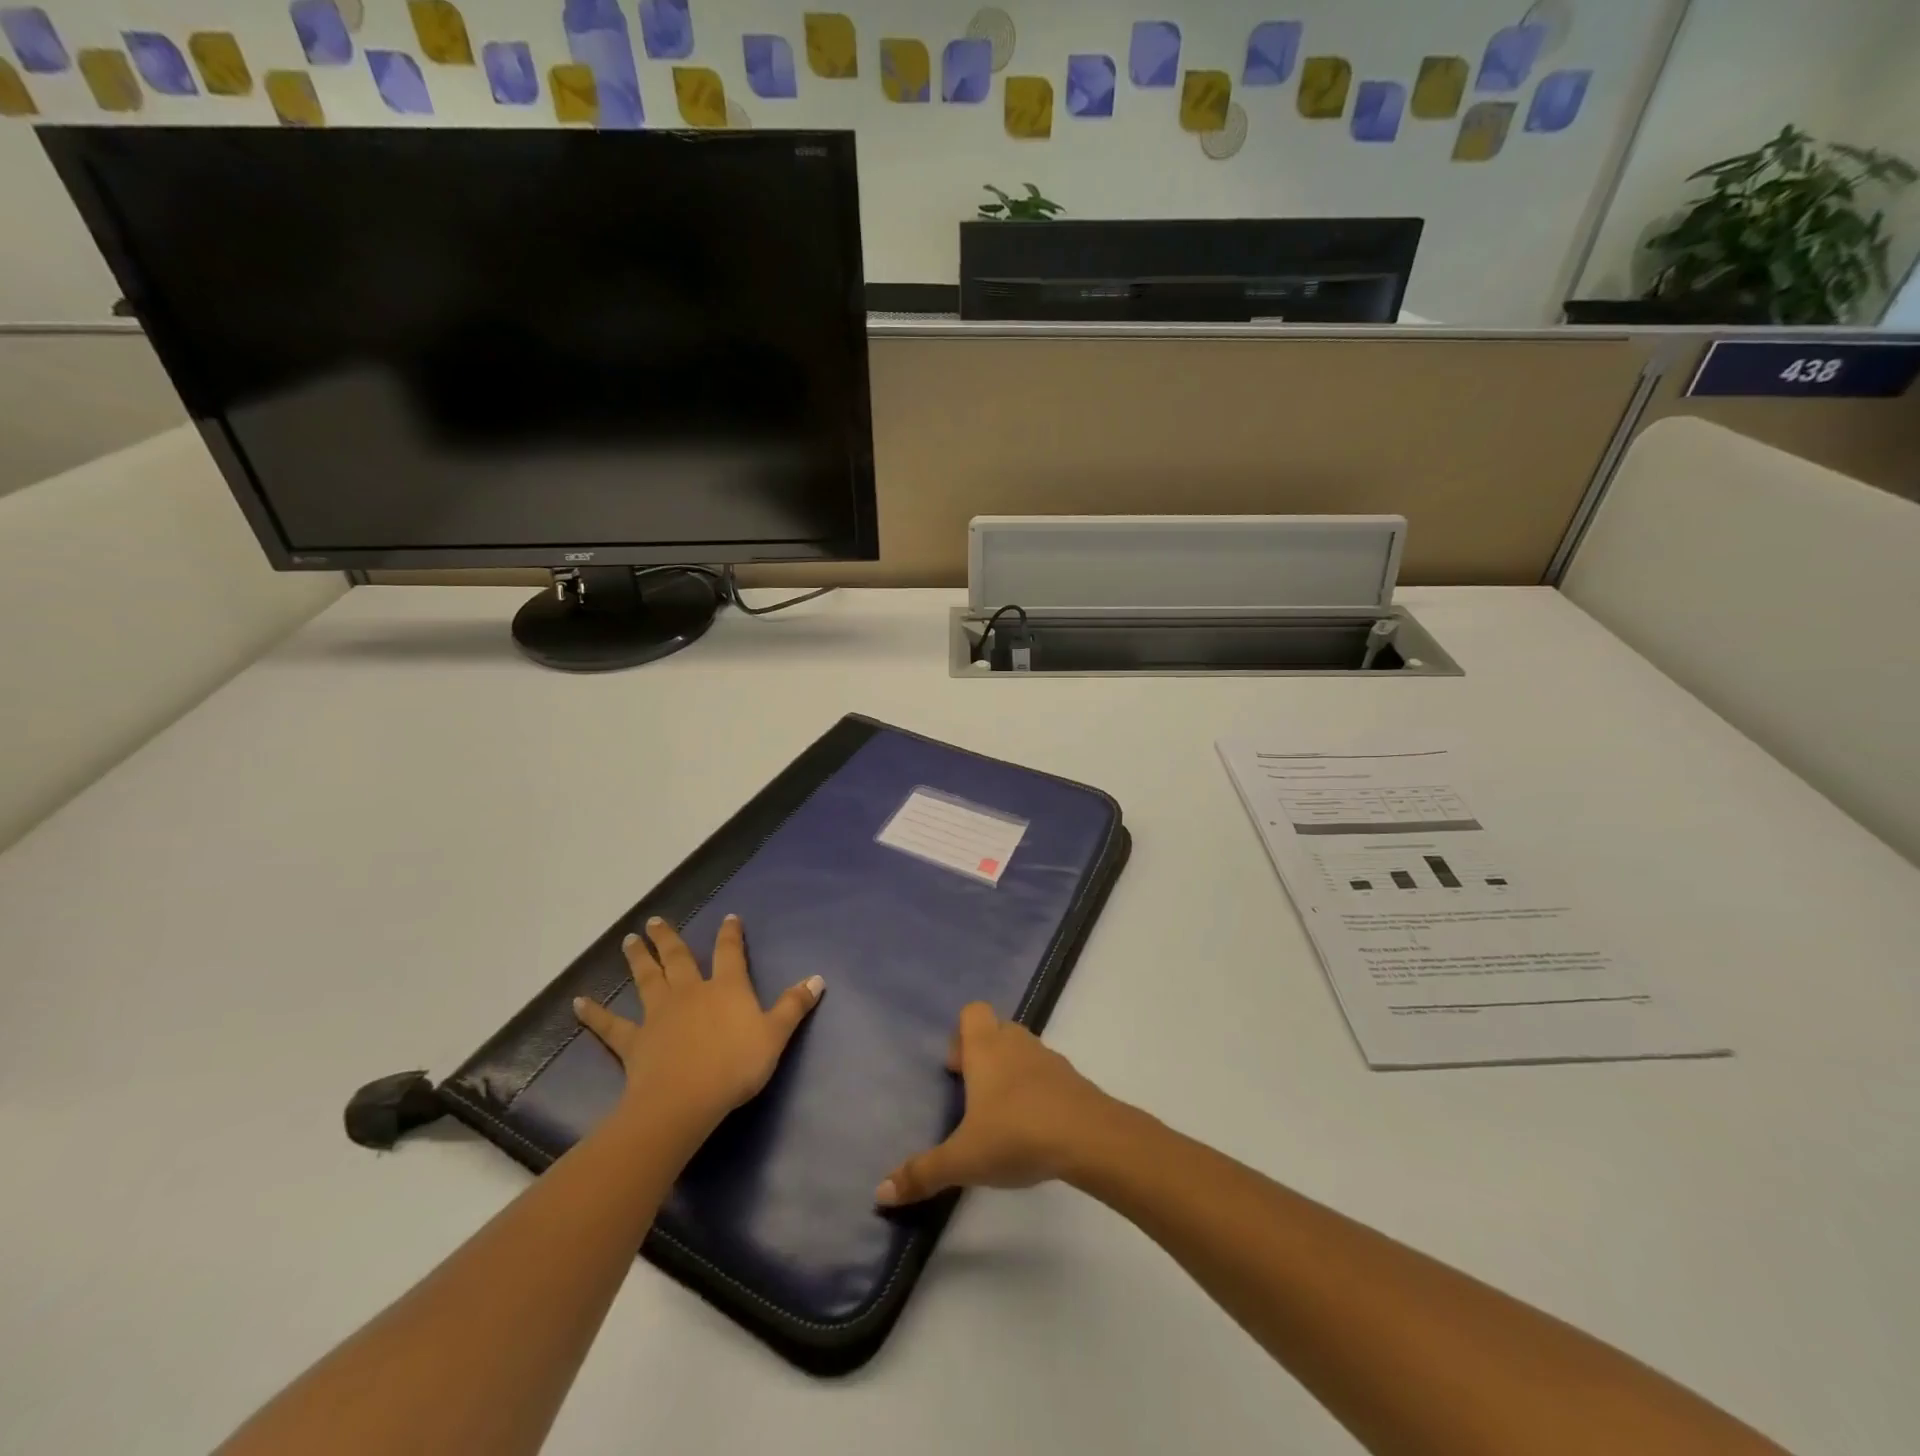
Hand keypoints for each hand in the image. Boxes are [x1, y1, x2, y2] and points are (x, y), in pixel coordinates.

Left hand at [573, 915, 823, 1137]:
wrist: (685, 1100)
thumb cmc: (735, 1066)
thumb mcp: (775, 1035)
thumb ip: (794, 1006)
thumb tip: (817, 978)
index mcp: (726, 988)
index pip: (729, 953)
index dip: (730, 934)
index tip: (728, 918)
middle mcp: (690, 992)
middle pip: (678, 958)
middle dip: (668, 938)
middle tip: (654, 921)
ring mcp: (659, 1014)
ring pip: (646, 979)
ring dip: (637, 959)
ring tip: (628, 940)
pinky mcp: (634, 1041)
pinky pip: (611, 1025)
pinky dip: (594, 1014)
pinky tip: (577, 1003)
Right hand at [875, 1001, 1116, 1206]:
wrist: (1088, 1138)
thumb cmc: (1016, 1135)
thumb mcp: (963, 1160)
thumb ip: (922, 1173)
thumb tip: (880, 1192)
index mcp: (986, 1048)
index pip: (972, 1011)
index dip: (960, 1035)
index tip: (956, 1073)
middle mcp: (1016, 1043)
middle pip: (997, 1028)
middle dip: (983, 1054)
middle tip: (974, 1095)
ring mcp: (1048, 1058)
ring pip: (1023, 1049)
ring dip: (1011, 1070)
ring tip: (1002, 1115)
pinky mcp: (1072, 1079)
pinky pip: (1047, 1073)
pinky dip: (1037, 1089)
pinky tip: (1033, 1126)